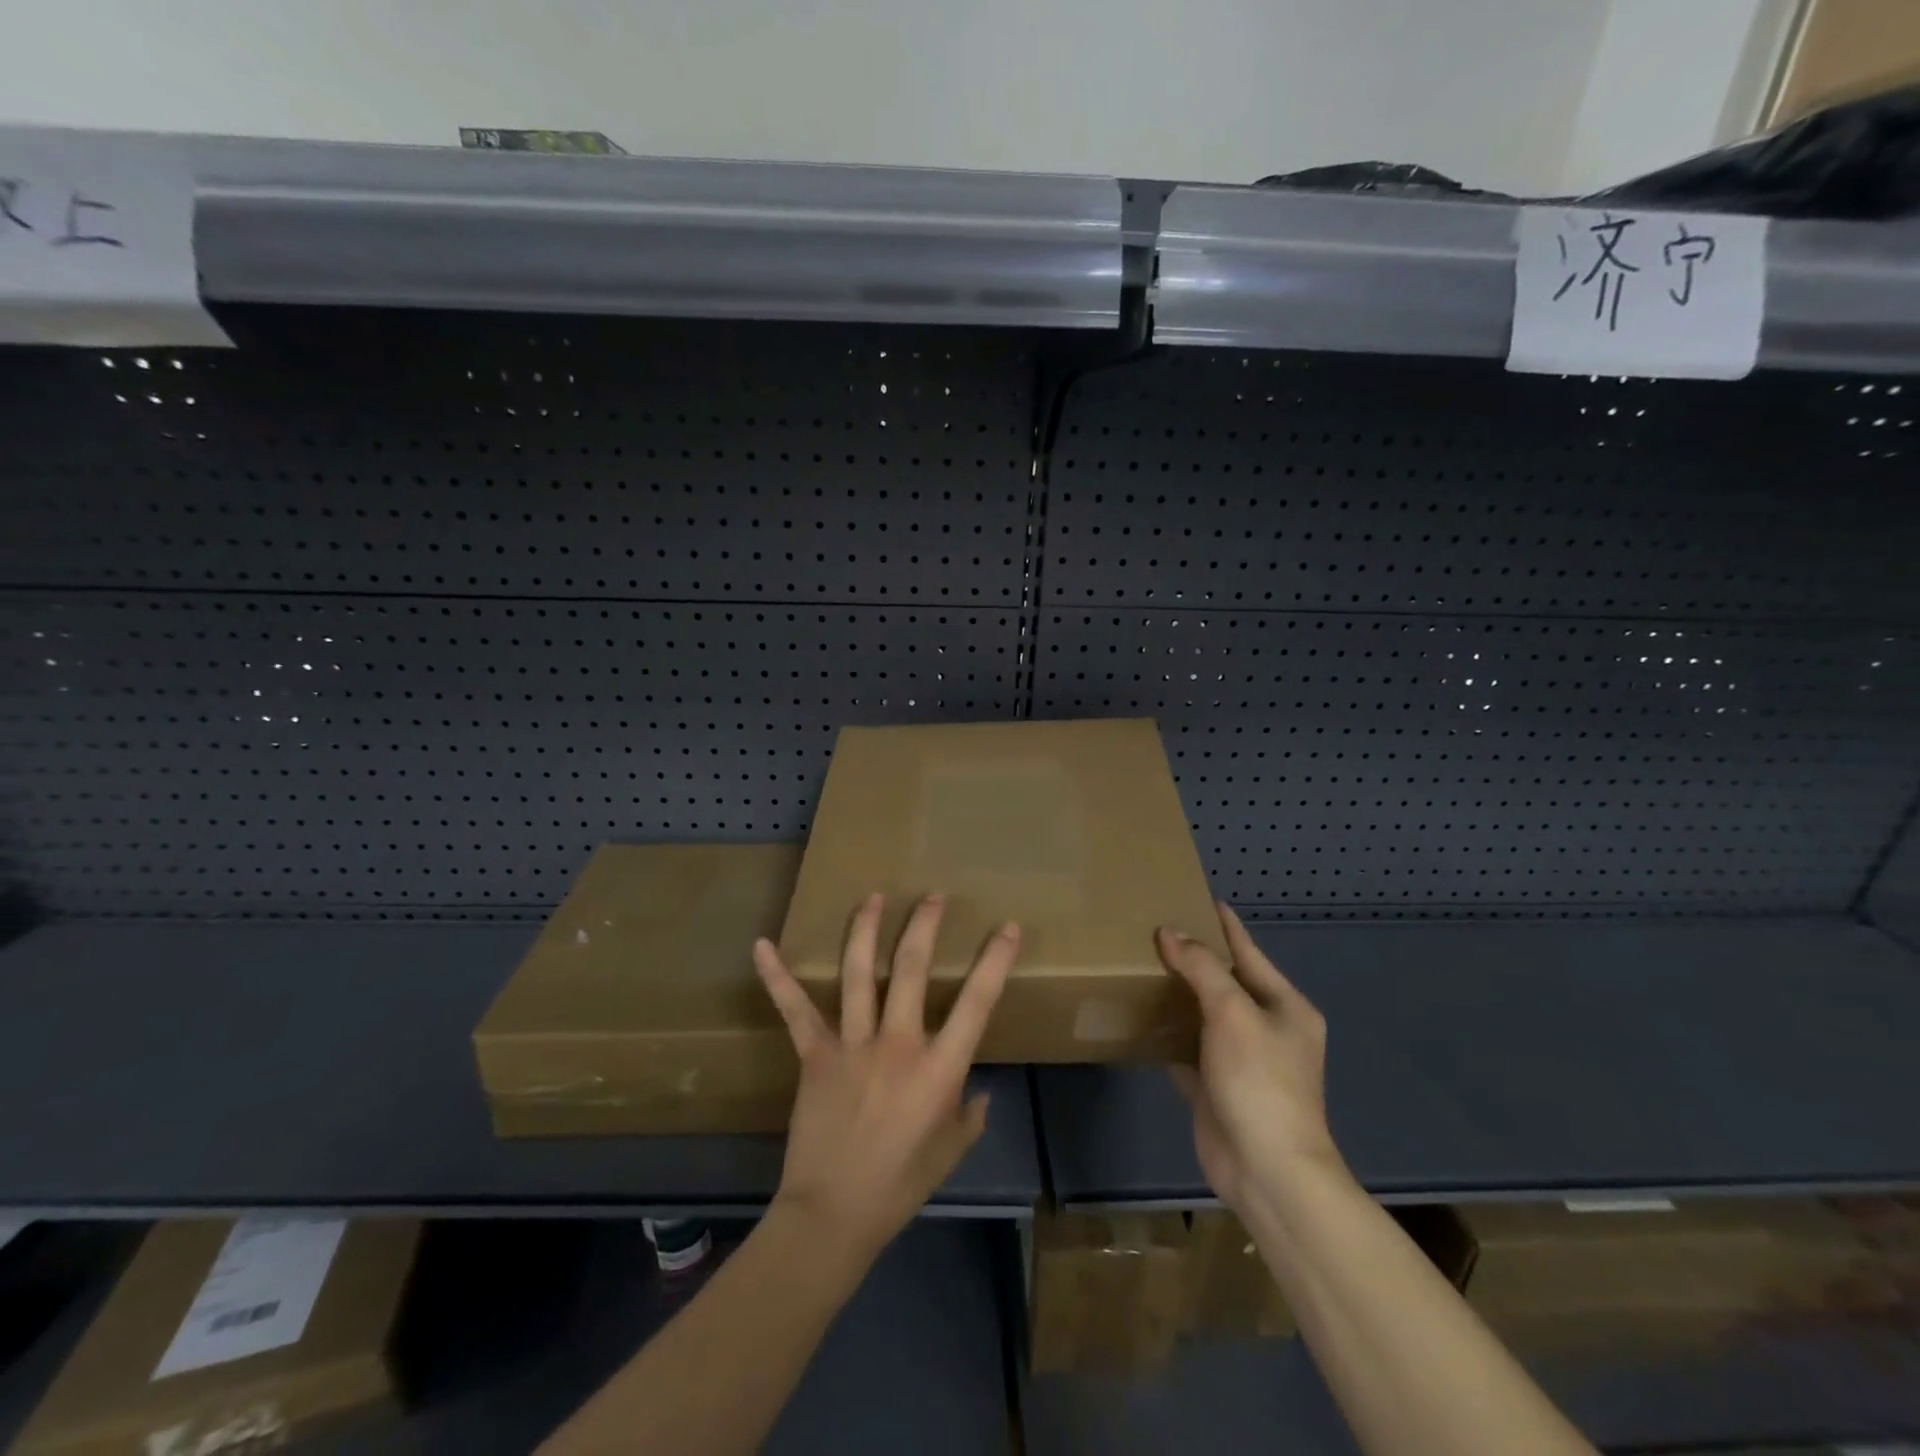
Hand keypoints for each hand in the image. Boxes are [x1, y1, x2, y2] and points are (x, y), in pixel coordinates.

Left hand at [753, 893, 1018, 1266]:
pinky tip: (763, 945)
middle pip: (911, 968)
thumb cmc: (900, 1184)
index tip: (1006, 928)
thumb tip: (978, 1092)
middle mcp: (898, 1043)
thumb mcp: (950, 1151)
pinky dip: (777, 976)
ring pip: (858, 973)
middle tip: (933, 896)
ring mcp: (852, 1044)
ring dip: (866, 930)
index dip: (996, 960)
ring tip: (873, 897)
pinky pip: (794, 1009)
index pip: (977, 1001)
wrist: (834, 1214)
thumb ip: (970, 1115)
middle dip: (924, 925)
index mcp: (939, 1068)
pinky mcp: (815, 1054)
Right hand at [1156, 902, 1338, 1218]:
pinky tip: (1140, 1017)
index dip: (1224, 924)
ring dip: (1177, 994)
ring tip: (1140, 964)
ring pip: (1203, 1014)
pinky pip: (1187, 1048)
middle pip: (1224, 982)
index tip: (1197, 897)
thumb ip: (1202, 968)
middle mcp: (1266, 1028)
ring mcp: (1241, 1060)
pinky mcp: (1216, 1086)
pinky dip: (1167, 1033)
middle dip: (1193, 957)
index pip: (1248, 951)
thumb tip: (1170, 932)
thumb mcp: (1233, 1013)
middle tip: (1153, 929)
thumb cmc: (1260, 1082)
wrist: (1267, 1171)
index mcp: (1284, 1006)